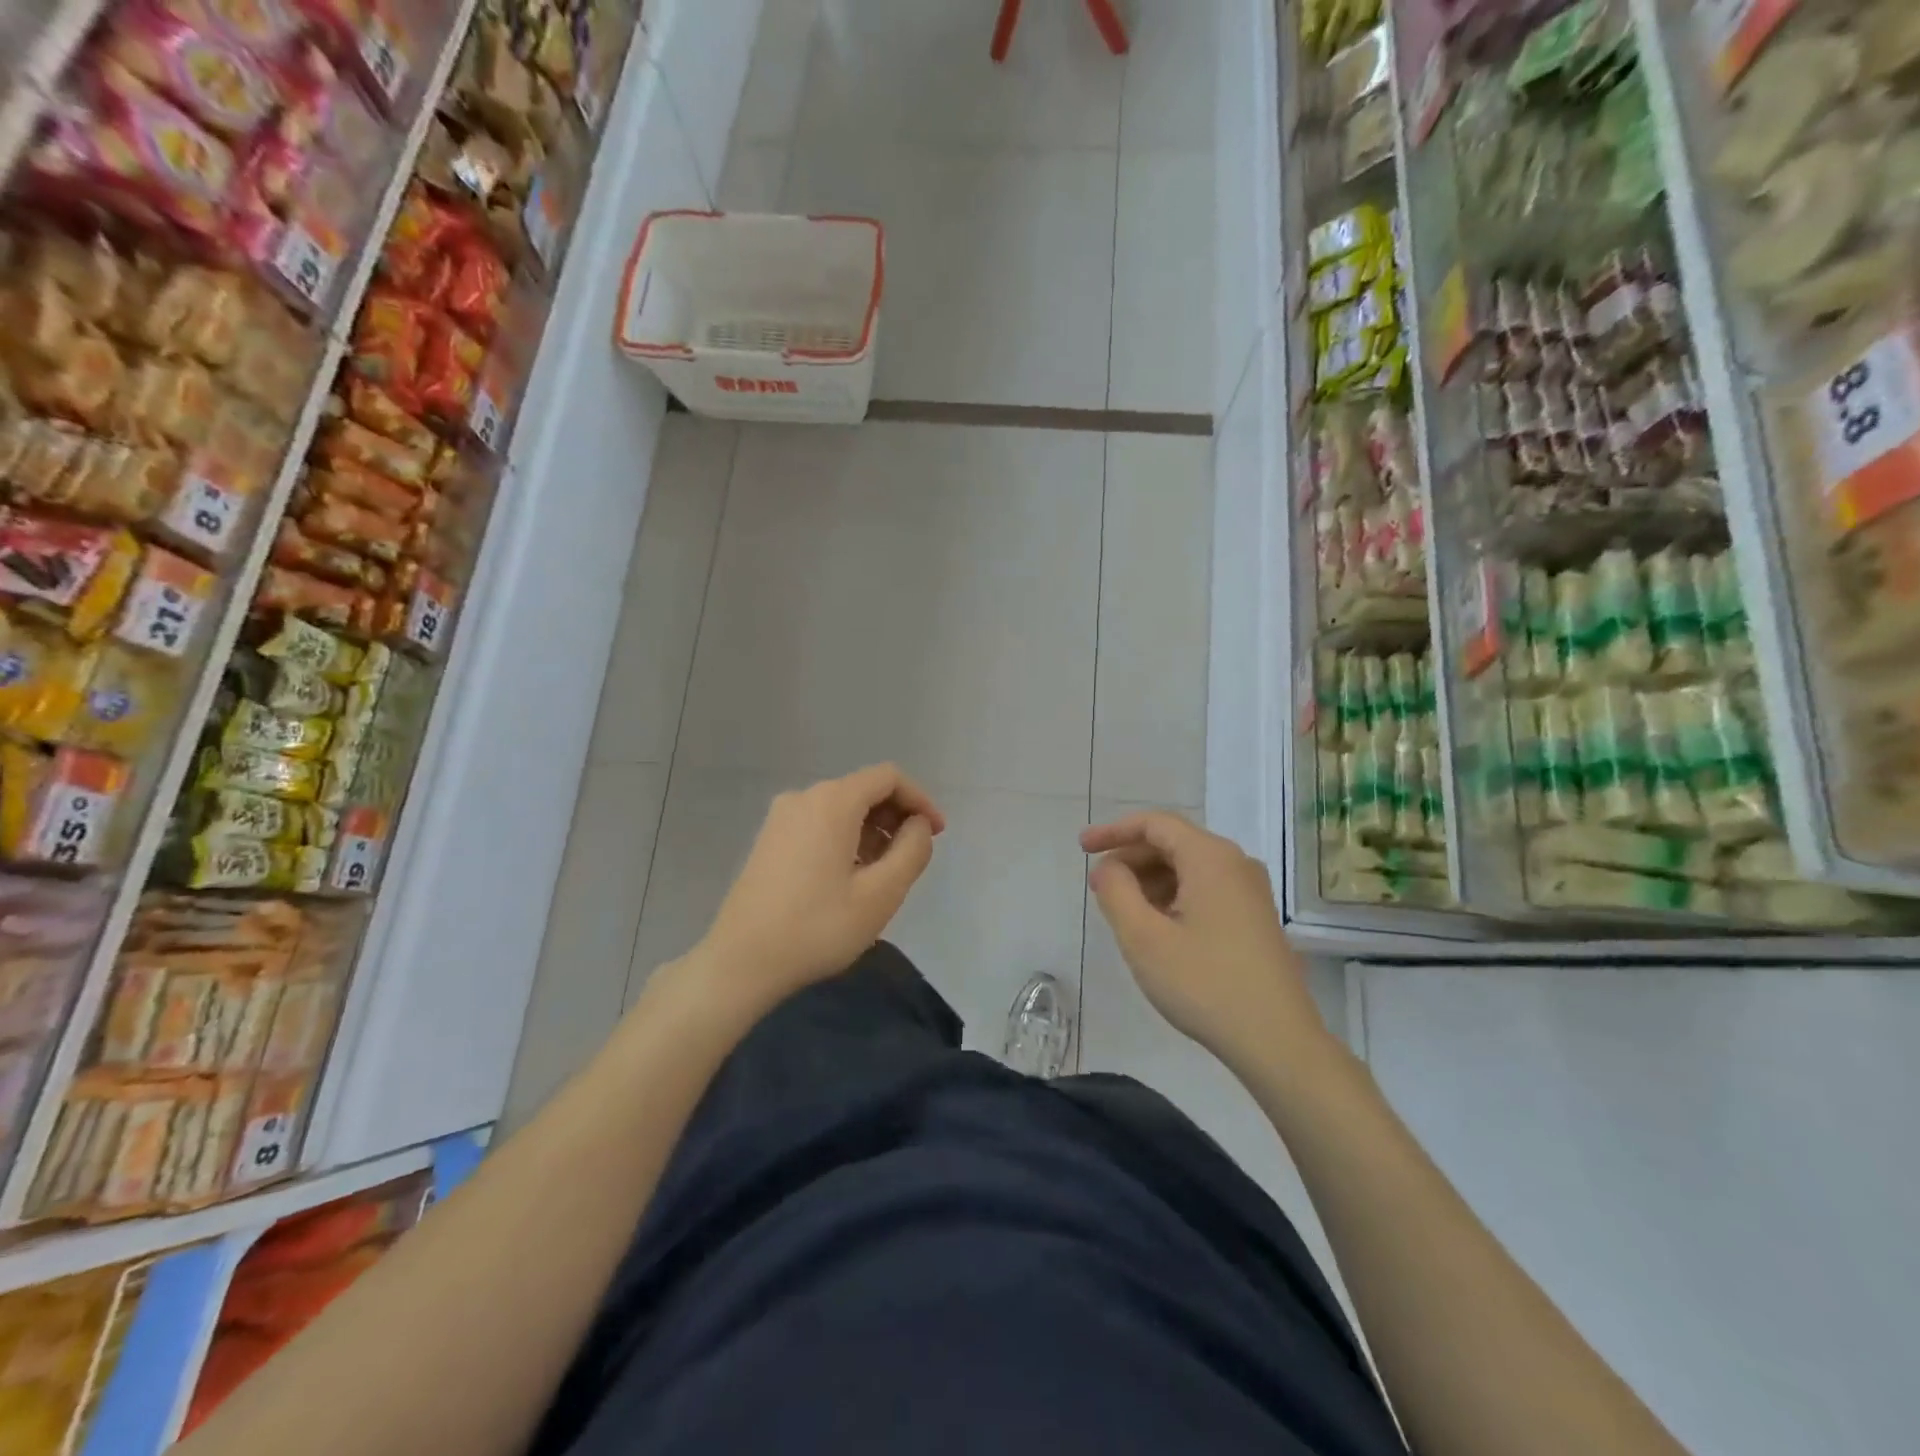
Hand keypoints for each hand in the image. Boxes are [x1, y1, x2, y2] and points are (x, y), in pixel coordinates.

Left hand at [696, 765, 945, 1010]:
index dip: (920, 800)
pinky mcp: (769, 840)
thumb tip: (917, 826)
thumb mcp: (881, 894)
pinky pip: (819, 824)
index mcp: (832, 801)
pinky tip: (850, 878)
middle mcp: (804, 797)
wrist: (741, 962)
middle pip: (863, 790)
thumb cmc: (818, 927)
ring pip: (841, 809)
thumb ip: (911, 851)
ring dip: (871, 831)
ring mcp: (781, 818)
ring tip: (883, 875)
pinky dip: (845, 838)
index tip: (936, 834)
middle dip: (896, 817)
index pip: (889, 777)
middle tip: (912, 859)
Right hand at [1081, 812, 1330, 1074]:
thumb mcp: (1144, 938)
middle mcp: (1236, 864)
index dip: (1114, 831)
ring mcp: (1251, 892)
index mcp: (1211, 858)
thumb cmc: (1204, 984)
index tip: (1082, 849)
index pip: (1155, 824)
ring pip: (1189, 868)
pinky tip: (1157, 928)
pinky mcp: (1256, 918)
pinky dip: (1174, 897)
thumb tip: (1108, 868)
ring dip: (1150, 881)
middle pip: (1173, 843)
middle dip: (1130, 859)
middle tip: (1098, 887)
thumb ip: (1116, 892)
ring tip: (1123, 912)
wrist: (1277, 1042)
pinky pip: (1206, 889)